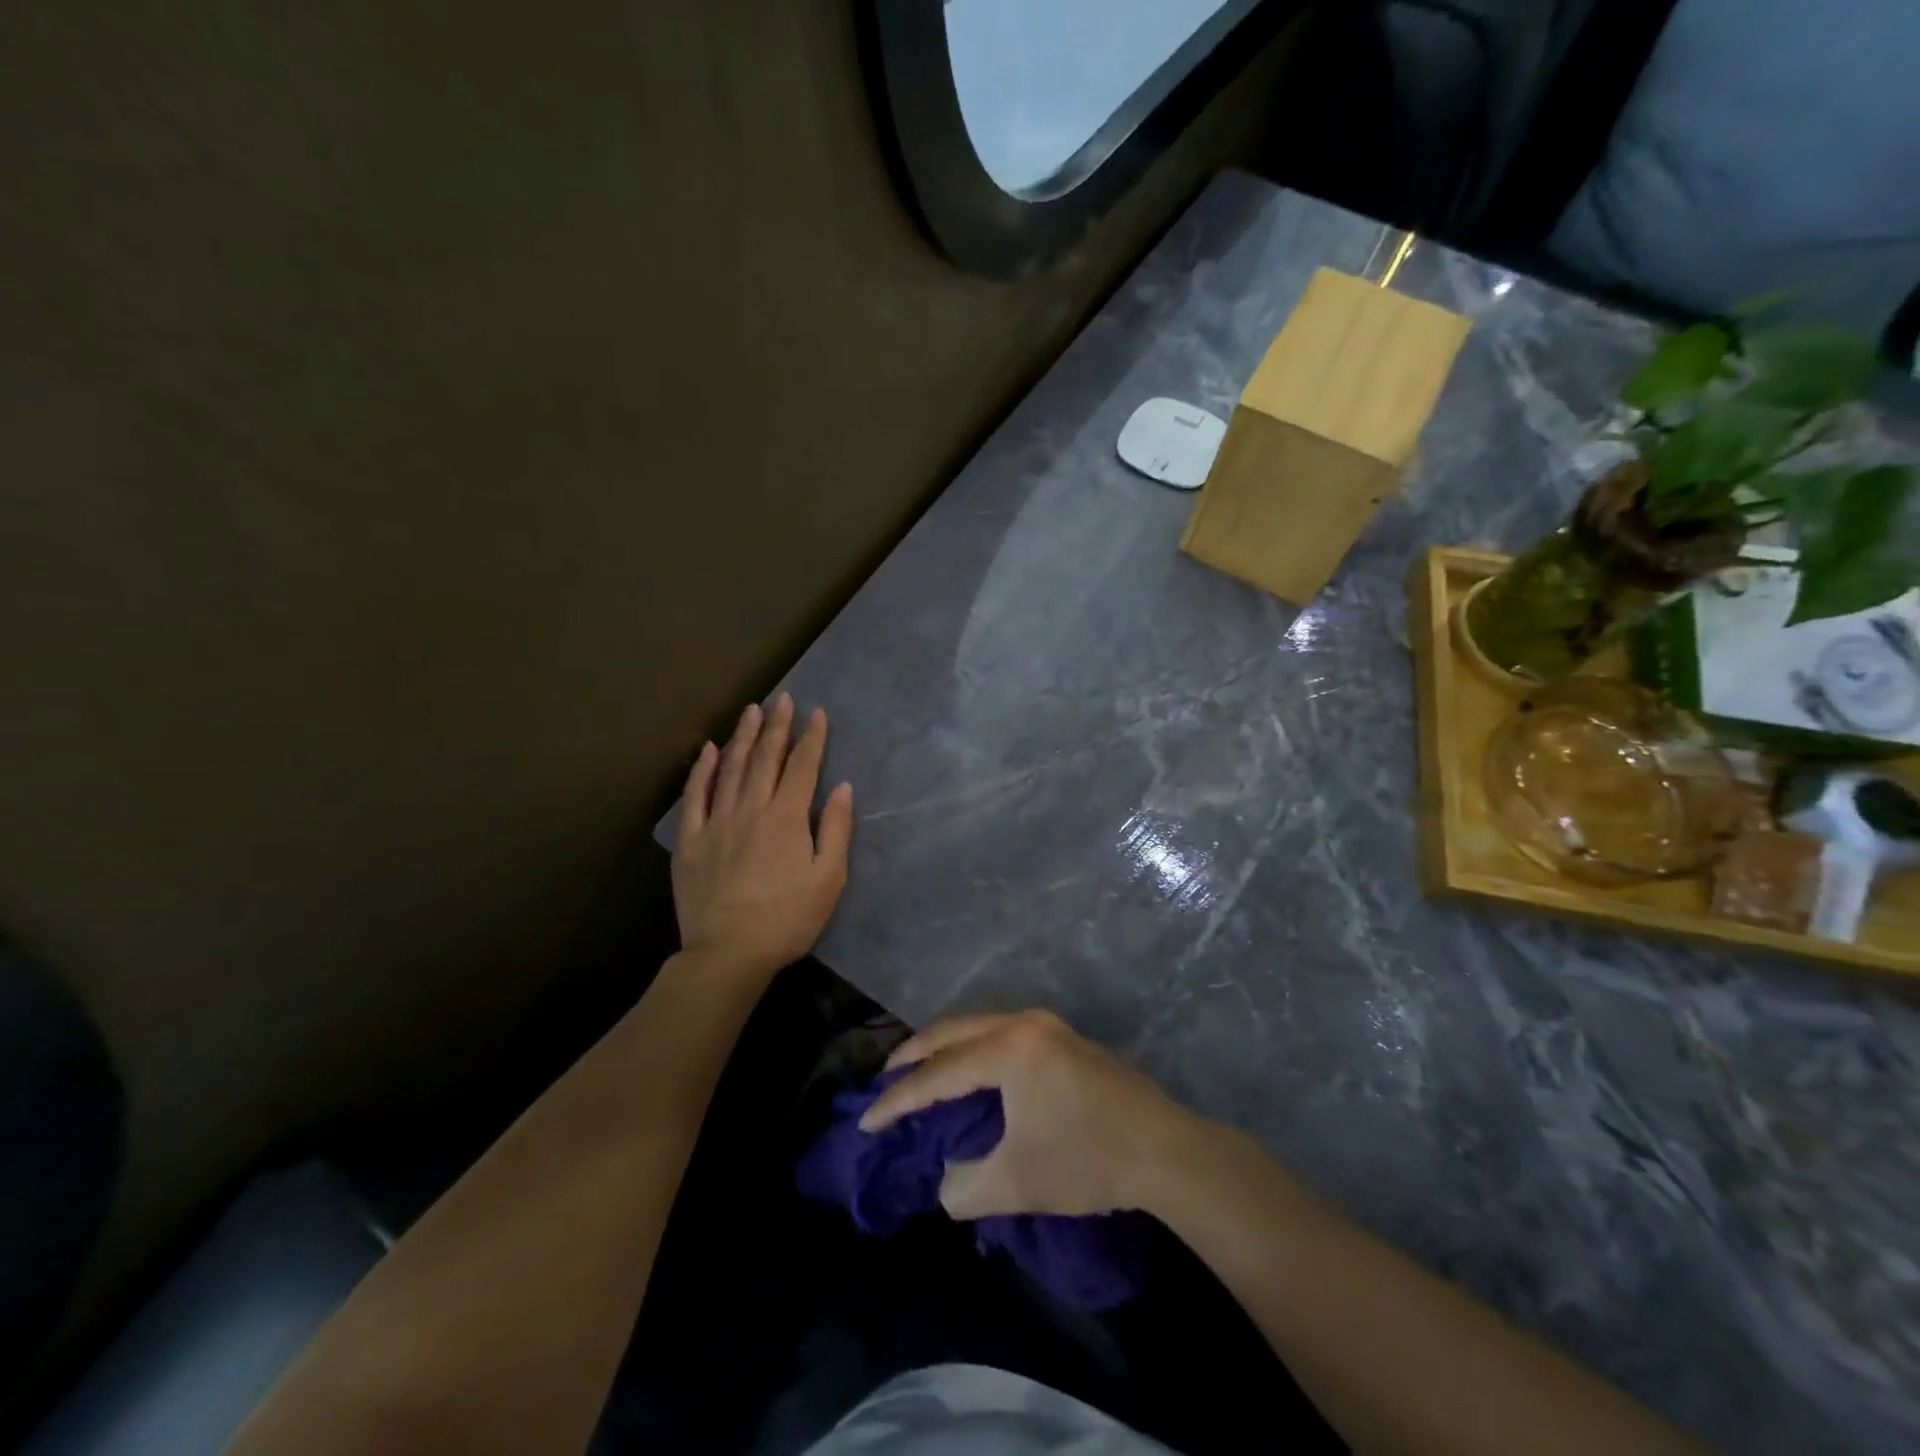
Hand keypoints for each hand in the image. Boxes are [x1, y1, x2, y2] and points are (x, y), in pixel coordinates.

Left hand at [673, 694, 852, 979]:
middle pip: (765, 759)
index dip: (812, 738)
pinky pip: (695, 796)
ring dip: (742, 737)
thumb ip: (835, 829)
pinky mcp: (690, 840)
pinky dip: (702, 770)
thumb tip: (841, 787)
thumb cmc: (788, 919)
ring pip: (730, 769)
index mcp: (786, 818)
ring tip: (751, 710)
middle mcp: (751, 809)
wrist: (728, 953)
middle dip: (777, 727)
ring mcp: (716, 822)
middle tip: (782, 699)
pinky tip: (709, 750)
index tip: (817, 712)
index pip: (803, 767)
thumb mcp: (828, 879)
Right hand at [859, 1010, 1195, 1218]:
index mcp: (1009, 1049)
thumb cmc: (1087, 1160)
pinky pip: (1002, 1033)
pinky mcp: (1064, 1039)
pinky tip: (969, 1071)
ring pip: (980, 1026)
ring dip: (946, 1047)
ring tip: (921, 1072)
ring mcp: (1048, 1026)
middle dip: (915, 1053)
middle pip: (954, 1030)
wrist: (1165, 1151)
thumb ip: (963, 1186)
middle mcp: (1024, 1023)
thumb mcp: (1016, 1183)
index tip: (866, 1121)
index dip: (900, 1100)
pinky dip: (974, 1048)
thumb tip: (944, 1179)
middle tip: (885, 1078)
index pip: (939, 1074)